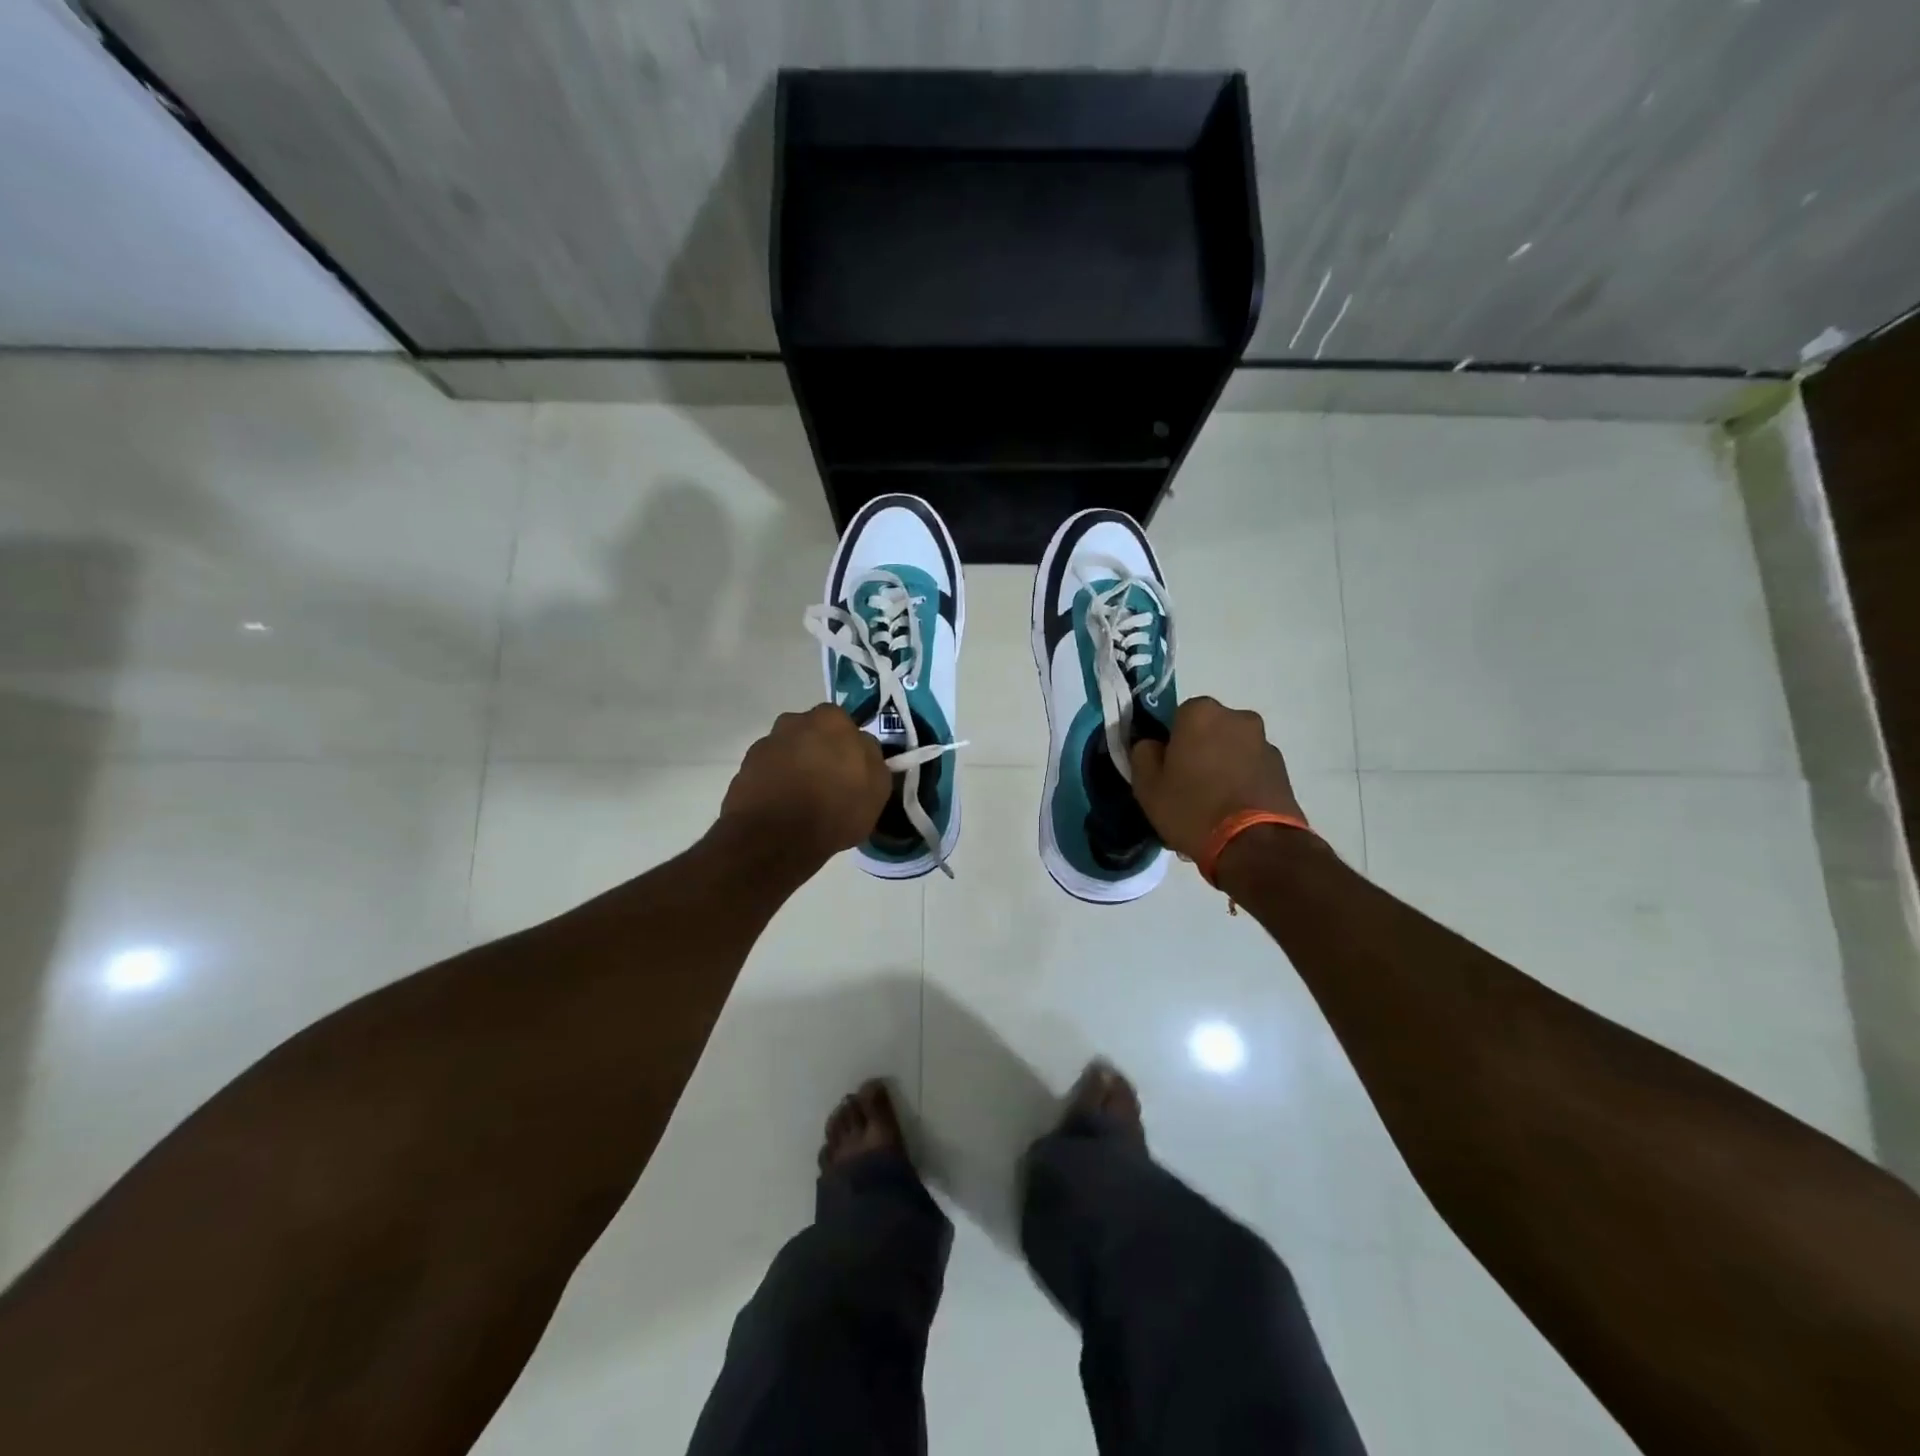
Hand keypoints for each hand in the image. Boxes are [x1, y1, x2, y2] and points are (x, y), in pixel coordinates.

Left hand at [721, 704, 891, 859]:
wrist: (775, 837)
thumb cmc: (835, 808)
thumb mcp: (877, 788)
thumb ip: (872, 758)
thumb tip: (862, 746)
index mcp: (831, 720)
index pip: (844, 725)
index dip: (848, 748)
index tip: (851, 771)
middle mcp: (794, 722)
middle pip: (812, 734)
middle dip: (819, 752)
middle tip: (828, 784)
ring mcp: (765, 744)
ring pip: (788, 752)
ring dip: (795, 768)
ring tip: (803, 801)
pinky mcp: (743, 769)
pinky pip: (768, 773)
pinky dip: (775, 785)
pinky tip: (783, 809)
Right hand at [1130, 696, 1304, 859]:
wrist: (1255, 846)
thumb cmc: (1192, 808)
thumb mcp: (1147, 786)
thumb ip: (1143, 754)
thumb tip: (1152, 744)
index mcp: (1201, 713)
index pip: (1176, 717)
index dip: (1169, 743)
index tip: (1165, 770)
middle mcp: (1237, 718)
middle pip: (1208, 731)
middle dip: (1198, 752)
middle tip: (1186, 788)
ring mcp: (1264, 743)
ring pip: (1231, 751)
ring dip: (1221, 767)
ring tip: (1211, 807)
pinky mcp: (1283, 770)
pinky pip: (1250, 770)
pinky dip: (1241, 783)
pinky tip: (1232, 813)